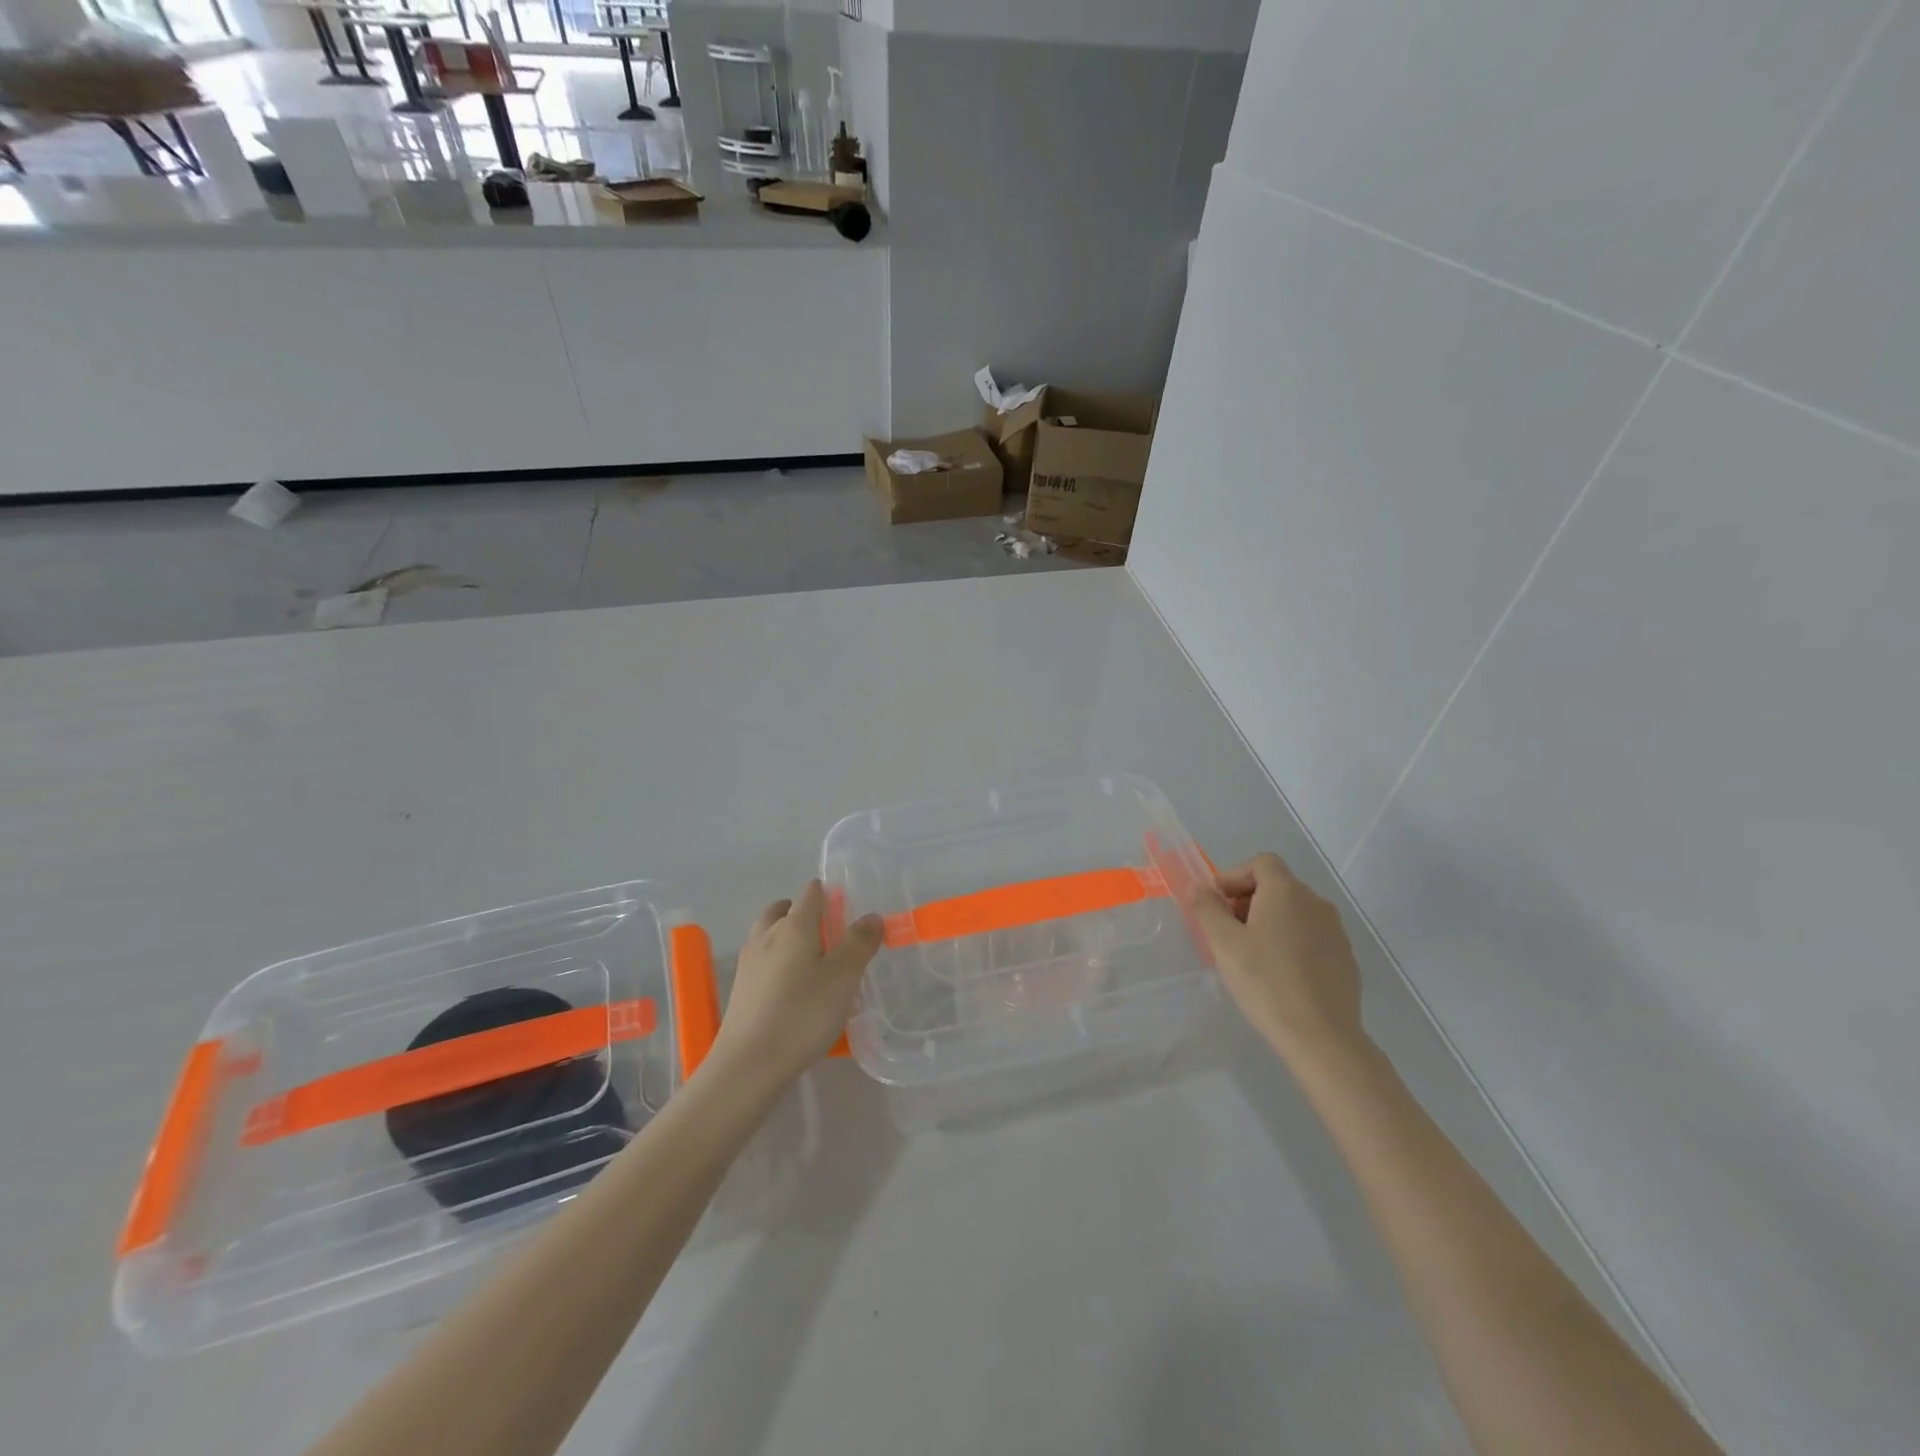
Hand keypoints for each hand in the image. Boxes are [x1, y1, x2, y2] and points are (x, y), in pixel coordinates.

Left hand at [705, 880, 884, 1089]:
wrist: (749, 1065)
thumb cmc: (802, 1014)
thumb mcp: (844, 977)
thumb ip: (859, 943)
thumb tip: (871, 916)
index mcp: (794, 925)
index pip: (811, 893)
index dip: (829, 894)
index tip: (847, 908)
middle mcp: (767, 935)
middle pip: (784, 910)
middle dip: (804, 912)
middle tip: (828, 932)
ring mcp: (749, 962)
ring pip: (769, 934)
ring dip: (787, 936)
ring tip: (812, 960)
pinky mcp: (741, 989)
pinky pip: (762, 960)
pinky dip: (778, 961)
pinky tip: (793, 988)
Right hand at [1185, 852, 1367, 1068]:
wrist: (1322, 1037)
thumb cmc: (1265, 982)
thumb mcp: (1223, 943)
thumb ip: (1207, 908)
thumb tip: (1199, 887)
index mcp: (1287, 892)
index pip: (1262, 863)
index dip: (1235, 875)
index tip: (1217, 902)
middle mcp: (1316, 903)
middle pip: (1278, 885)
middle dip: (1248, 899)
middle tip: (1228, 930)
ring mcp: (1336, 931)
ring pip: (1296, 912)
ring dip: (1270, 920)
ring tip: (1251, 954)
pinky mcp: (1346, 959)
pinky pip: (1312, 936)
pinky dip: (1291, 941)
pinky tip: (1280, 974)